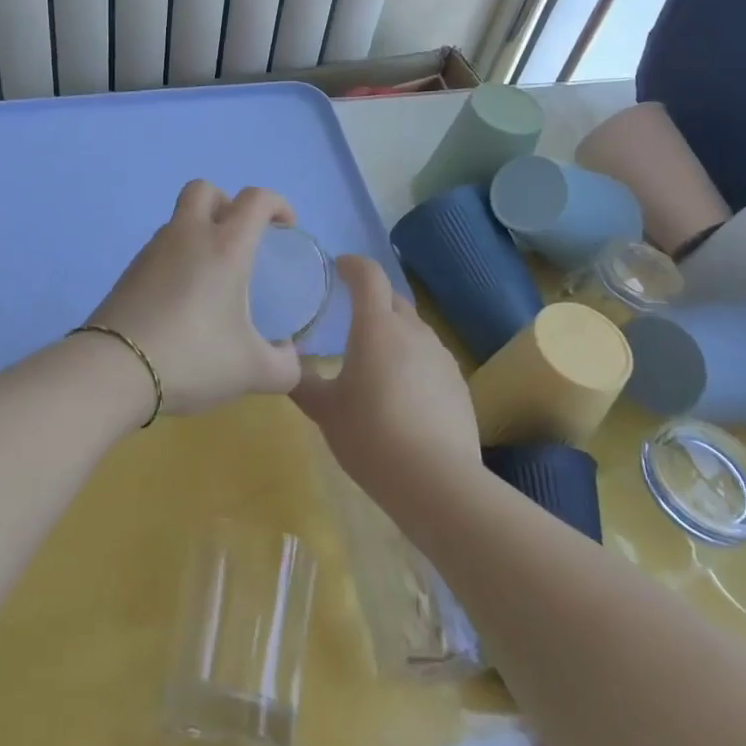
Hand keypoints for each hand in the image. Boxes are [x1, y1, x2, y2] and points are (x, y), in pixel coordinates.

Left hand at [85, 180, 303, 416]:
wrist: (115, 369)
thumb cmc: (193, 358)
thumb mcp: (251, 371)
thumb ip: (284, 366)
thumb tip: (291, 357)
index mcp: (225, 246)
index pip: (255, 199)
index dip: (277, 203)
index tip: (286, 227)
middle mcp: (188, 235)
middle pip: (205, 190)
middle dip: (227, 203)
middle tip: (240, 238)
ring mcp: (153, 250)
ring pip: (179, 220)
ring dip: (199, 232)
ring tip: (212, 277)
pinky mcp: (129, 271)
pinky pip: (161, 249)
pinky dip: (177, 259)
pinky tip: (183, 299)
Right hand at [291, 255, 480, 504]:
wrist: (437, 481)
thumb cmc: (370, 436)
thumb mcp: (325, 411)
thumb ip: (303, 382)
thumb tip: (287, 365)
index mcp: (376, 326)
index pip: (368, 275)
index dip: (352, 265)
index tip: (338, 267)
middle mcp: (412, 331)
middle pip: (393, 298)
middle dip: (372, 297)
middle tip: (350, 313)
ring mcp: (441, 356)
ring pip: (414, 328)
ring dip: (394, 330)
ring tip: (375, 356)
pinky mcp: (459, 383)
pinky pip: (430, 357)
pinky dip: (413, 360)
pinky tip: (403, 391)